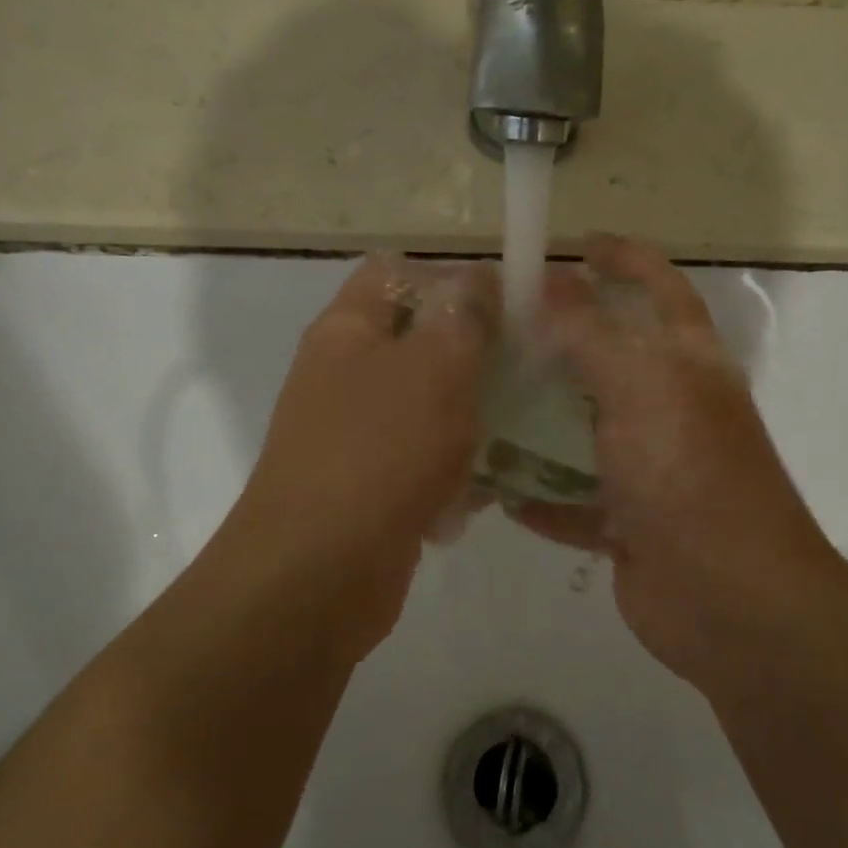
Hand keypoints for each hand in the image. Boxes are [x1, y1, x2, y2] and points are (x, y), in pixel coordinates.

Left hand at [223, 255, 497, 650]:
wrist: (319, 574)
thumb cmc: (380, 452)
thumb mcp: (436, 367)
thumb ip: (465, 316)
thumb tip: (479, 280)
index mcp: (348, 330)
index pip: (396, 273)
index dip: (451, 278)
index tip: (508, 307)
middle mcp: (346, 376)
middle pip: (418, 342)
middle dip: (474, 354)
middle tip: (528, 371)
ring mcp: (357, 435)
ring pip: (428, 406)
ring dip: (472, 417)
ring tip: (520, 430)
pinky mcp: (373, 487)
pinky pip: (424, 462)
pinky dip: (455, 472)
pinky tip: (488, 491)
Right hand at [509, 236, 845, 690]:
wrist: (729, 599)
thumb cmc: (687, 473)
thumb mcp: (639, 386)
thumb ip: (590, 332)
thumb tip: (550, 280)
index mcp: (688, 365)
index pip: (660, 290)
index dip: (625, 259)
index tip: (577, 243)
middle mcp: (673, 410)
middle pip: (612, 362)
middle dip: (563, 343)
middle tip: (500, 330)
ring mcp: (652, 471)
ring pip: (586, 433)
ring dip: (541, 423)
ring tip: (481, 405)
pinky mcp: (630, 525)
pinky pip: (575, 503)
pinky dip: (542, 498)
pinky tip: (498, 492)